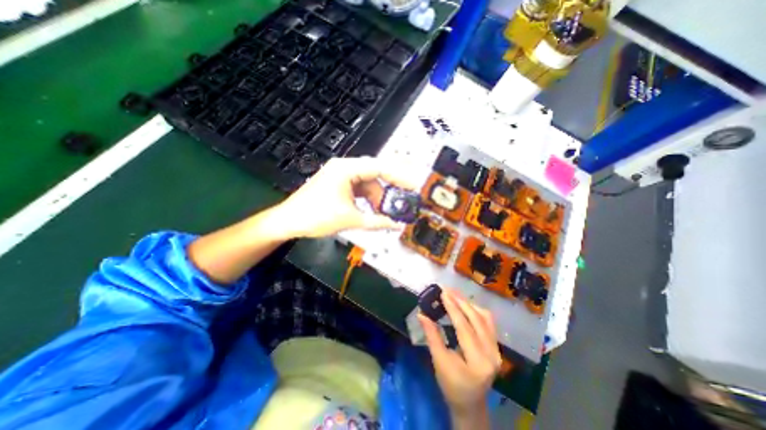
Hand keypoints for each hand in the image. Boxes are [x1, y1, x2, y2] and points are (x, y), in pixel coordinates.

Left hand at [275, 158, 416, 237]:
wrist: (288, 221)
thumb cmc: (317, 217)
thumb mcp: (351, 220)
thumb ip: (377, 222)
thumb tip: (398, 226)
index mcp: (347, 169)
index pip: (380, 167)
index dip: (399, 176)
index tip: (414, 185)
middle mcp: (345, 167)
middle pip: (375, 174)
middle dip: (388, 190)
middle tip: (403, 201)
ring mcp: (341, 175)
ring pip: (367, 183)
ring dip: (377, 197)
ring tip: (386, 212)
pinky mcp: (338, 184)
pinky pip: (359, 188)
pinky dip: (368, 199)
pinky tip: (373, 210)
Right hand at [419, 288, 503, 425]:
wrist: (470, 404)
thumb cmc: (451, 385)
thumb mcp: (439, 361)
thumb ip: (432, 336)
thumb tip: (422, 314)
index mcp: (478, 362)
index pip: (464, 328)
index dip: (453, 308)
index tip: (443, 293)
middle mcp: (492, 354)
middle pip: (477, 319)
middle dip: (460, 301)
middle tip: (447, 289)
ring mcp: (497, 350)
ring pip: (485, 318)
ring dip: (468, 304)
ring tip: (454, 294)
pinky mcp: (496, 346)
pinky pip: (488, 322)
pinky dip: (476, 310)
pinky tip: (465, 305)